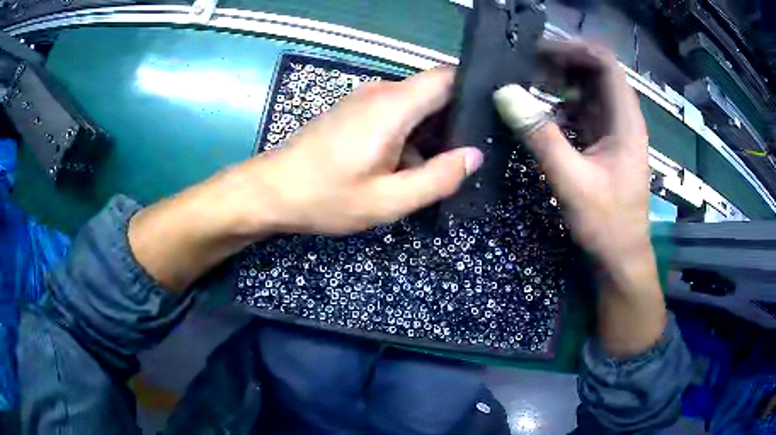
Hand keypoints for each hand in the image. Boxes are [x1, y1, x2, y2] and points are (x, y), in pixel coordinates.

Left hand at [130, 68, 482, 290]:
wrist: (273, 191)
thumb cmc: (326, 197)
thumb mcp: (387, 199)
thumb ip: (437, 178)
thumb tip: (473, 156)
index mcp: (394, 105)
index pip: (447, 76)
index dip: (475, 87)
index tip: (495, 110)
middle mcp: (382, 92)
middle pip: (435, 90)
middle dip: (458, 116)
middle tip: (477, 149)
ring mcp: (366, 99)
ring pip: (416, 104)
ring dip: (434, 129)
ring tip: (449, 162)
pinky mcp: (355, 111)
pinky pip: (396, 113)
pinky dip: (413, 133)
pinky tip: (413, 163)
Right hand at [495, 41, 651, 274]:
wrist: (621, 259)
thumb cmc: (606, 223)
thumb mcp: (572, 181)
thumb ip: (541, 136)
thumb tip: (505, 93)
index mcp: (626, 121)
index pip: (605, 65)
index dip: (574, 50)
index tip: (538, 53)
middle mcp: (623, 119)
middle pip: (596, 74)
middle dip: (562, 64)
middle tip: (526, 67)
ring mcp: (614, 132)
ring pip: (589, 92)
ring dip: (560, 84)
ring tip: (528, 85)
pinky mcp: (605, 145)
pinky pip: (583, 113)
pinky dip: (562, 107)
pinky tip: (541, 115)